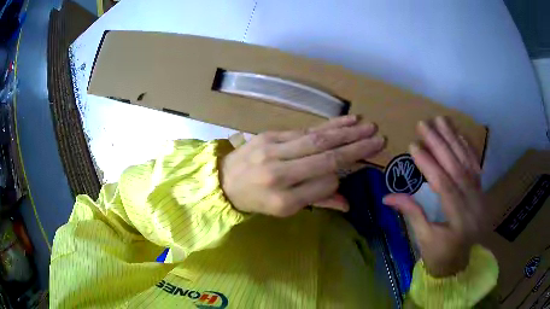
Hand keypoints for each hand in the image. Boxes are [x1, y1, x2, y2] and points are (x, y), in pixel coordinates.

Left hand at [221, 115, 384, 216]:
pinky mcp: (270, 135)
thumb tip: (347, 204)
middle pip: (325, 158)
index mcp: (283, 200)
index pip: (323, 184)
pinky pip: (304, 129)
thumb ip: (316, 202)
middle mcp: (279, 174)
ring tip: (368, 126)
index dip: (339, 177)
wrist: (223, 181)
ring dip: (346, 132)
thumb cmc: (255, 200)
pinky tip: (347, 120)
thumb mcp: (283, 210)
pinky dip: (328, 124)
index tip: (349, 171)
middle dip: (356, 148)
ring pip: (318, 139)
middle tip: (379, 139)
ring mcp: (273, 150)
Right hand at [383, 116, 484, 276]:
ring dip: (454, 139)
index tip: (413, 145)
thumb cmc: (439, 255)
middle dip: (440, 144)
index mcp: (459, 222)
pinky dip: (468, 148)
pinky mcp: (482, 192)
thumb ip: (411, 213)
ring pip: (468, 163)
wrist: (460, 262)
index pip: (444, 186)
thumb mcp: (423, 239)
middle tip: (425, 124)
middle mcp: (474, 206)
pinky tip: (459, 134)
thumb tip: (387, 196)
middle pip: (457, 169)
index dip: (429, 165)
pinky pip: (476, 166)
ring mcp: (481, 197)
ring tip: (441, 120)